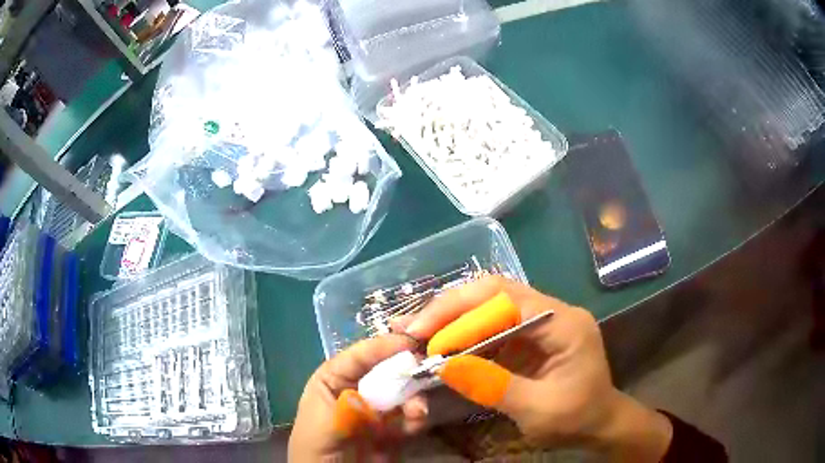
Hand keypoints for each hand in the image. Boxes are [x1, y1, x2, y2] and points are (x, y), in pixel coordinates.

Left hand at [288, 334, 428, 461]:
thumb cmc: (315, 451)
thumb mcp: (322, 429)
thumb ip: (343, 411)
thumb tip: (363, 396)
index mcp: (333, 380)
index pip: (358, 356)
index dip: (381, 346)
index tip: (409, 342)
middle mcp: (358, 389)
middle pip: (386, 369)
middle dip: (406, 369)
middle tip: (426, 370)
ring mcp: (378, 409)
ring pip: (403, 391)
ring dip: (415, 396)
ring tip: (418, 410)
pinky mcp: (394, 428)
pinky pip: (412, 415)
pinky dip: (418, 416)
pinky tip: (416, 423)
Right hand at [403, 276, 672, 461]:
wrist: (599, 424)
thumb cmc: (577, 418)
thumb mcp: (538, 409)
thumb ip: (493, 386)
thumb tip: (444, 366)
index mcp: (564, 323)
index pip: (507, 300)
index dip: (462, 313)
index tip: (425, 334)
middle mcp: (552, 312)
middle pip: (495, 292)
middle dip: (450, 308)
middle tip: (412, 328)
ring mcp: (539, 322)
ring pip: (488, 305)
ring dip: (451, 319)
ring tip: (415, 332)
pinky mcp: (527, 336)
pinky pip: (489, 326)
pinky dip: (461, 335)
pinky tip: (439, 344)